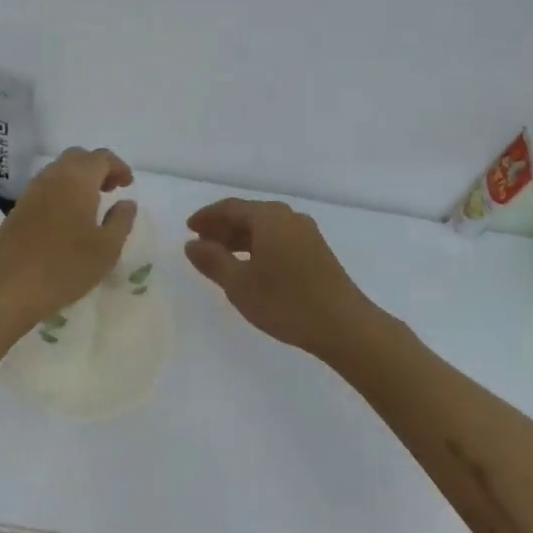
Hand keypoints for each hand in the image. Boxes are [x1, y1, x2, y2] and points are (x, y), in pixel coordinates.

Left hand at [0, 147, 136, 330]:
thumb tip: (127, 202)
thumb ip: (121, 220)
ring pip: (59, 170)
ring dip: (78, 178)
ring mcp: (32, 191)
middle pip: (78, 157)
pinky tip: (67, 218)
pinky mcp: (18, 208)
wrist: (8, 288)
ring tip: (91, 204)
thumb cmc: (65, 266)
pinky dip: (62, 190)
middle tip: (111, 190)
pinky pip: (46, 186)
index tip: (128, 185)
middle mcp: (53, 177)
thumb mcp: (107, 249)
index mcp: (77, 180)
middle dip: (98, 167)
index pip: (101, 157)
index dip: (118, 166)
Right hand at [184, 198, 373, 355]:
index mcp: (268, 217)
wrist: (344, 325)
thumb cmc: (285, 302)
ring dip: (241, 238)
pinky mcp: (317, 251)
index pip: (230, 207)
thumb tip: (191, 244)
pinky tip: (251, 266)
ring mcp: (306, 233)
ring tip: (221, 256)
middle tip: (201, 243)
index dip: (207, 217)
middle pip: (249, 214)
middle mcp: (288, 217)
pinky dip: (259, 246)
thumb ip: (213, 261)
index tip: (188, 228)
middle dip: (223, 227)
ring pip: (265, 228)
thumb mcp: (239, 284)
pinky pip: (279, 238)